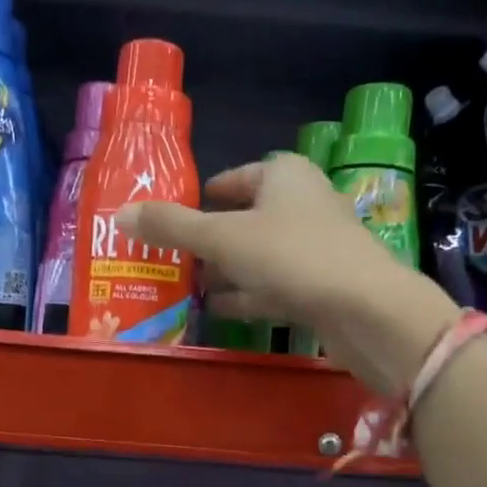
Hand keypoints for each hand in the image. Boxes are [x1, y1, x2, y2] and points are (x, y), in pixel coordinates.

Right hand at [116, 155, 456, 397]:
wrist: (366, 309)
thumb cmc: (292, 256)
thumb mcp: (222, 238)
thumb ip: (172, 226)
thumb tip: (120, 213)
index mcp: (282, 176)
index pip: (230, 180)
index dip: (198, 199)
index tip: (166, 222)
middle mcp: (302, 203)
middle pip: (243, 219)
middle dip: (207, 242)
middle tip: (168, 262)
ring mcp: (315, 246)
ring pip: (257, 255)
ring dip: (224, 272)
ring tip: (186, 289)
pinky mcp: (321, 284)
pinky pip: (273, 284)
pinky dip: (246, 295)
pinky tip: (218, 311)